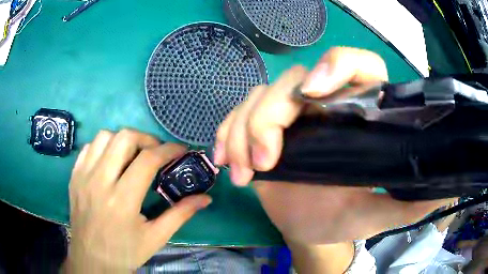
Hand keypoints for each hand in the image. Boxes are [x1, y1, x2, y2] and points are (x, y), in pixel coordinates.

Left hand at [63, 130, 211, 272]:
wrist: (91, 259)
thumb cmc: (125, 252)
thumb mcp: (156, 238)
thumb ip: (180, 214)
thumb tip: (206, 198)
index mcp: (122, 200)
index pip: (147, 160)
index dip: (168, 150)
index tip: (180, 150)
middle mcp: (100, 182)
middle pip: (124, 138)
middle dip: (146, 139)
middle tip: (155, 152)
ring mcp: (83, 176)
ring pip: (104, 137)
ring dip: (123, 140)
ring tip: (132, 155)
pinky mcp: (74, 176)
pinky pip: (89, 147)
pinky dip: (103, 147)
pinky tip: (110, 161)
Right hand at [215, 47, 450, 243]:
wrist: (310, 227)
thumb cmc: (344, 217)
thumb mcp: (380, 213)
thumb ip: (413, 202)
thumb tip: (450, 187)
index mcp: (358, 113)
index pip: (356, 65)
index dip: (336, 65)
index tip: (315, 91)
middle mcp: (323, 104)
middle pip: (292, 82)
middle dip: (271, 117)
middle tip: (267, 162)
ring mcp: (288, 115)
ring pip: (258, 98)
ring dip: (243, 133)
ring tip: (244, 173)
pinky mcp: (259, 129)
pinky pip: (236, 116)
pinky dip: (226, 135)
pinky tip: (224, 161)